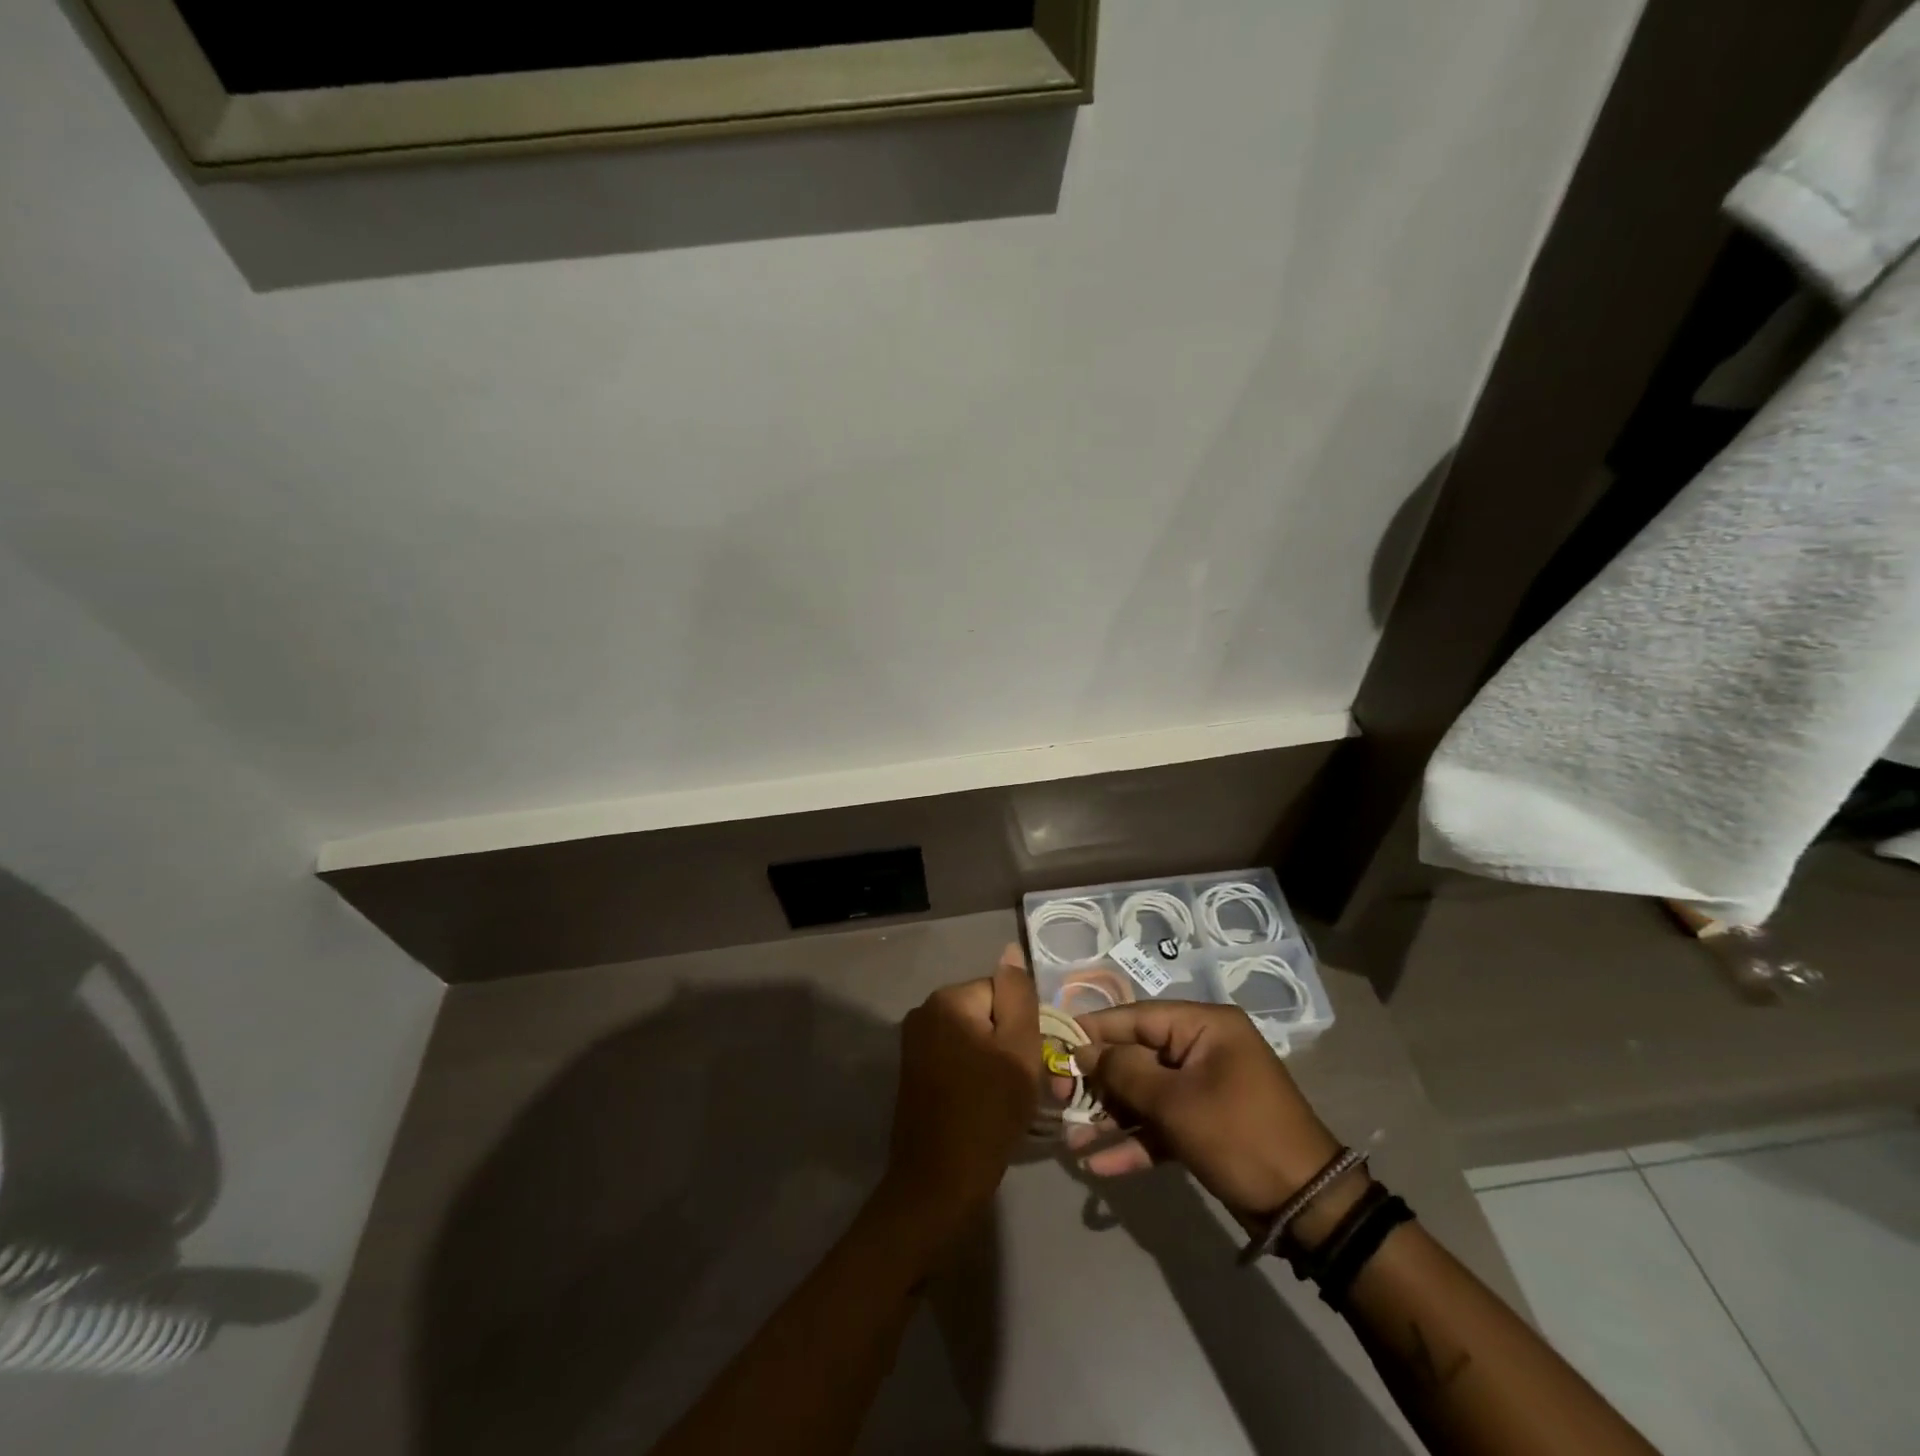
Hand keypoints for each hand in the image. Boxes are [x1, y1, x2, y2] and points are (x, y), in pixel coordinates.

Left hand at [873, 946, 1041, 1253]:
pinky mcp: (913, 1072)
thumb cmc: (988, 1112)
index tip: (1027, 1062)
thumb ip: (1018, 995)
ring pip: (973, 1037)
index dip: (1022, 1027)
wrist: (939, 1183)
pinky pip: (956, 1057)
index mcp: (947, 999)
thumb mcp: (1019, 1049)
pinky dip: (974, 1074)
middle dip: (1007, 1042)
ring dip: (994, 1060)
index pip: (1002, 992)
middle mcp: (923, 1011)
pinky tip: (983, 1104)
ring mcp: (914, 1043)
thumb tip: (1010, 950)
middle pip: (986, 1013)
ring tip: (1004, 1098)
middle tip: (1019, 1083)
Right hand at [1069, 1001, 1342, 1230]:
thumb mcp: (1176, 1102)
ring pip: (1145, 1093)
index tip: (1056, 1044)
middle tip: (1057, 1099)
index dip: (1094, 1030)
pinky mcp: (1205, 1125)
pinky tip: (1100, 1165)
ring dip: (1111, 1117)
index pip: (1137, 1017)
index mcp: (1204, 1026)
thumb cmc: (1239, 1135)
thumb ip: (1124, 1072)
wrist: (1308, 1209)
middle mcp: (1203, 1049)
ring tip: (1071, 1140)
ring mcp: (1205, 1089)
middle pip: (1137, 1056)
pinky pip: (1162, 1123)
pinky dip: (1135, 1141)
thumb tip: (1084, 1051)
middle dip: (1098, 1082)